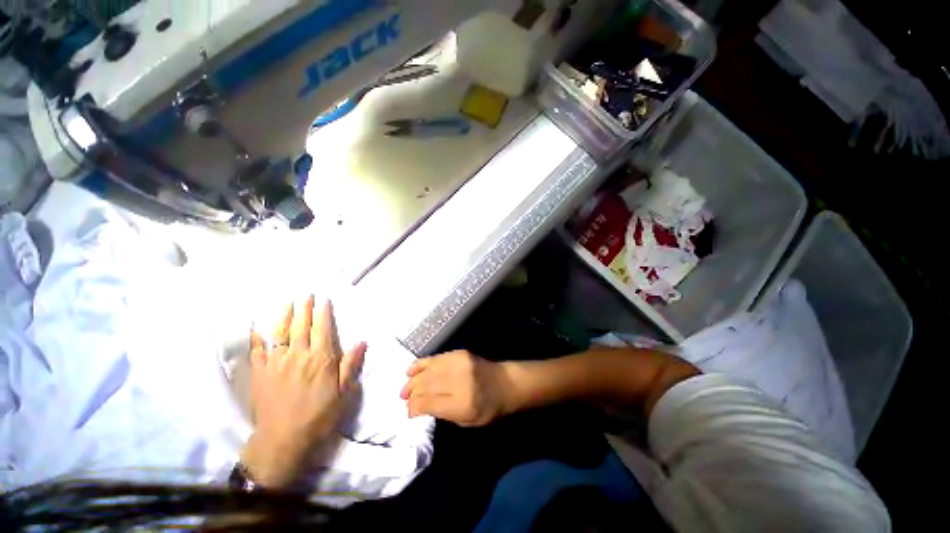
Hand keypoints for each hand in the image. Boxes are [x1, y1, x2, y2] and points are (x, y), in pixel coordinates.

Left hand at [241, 296, 365, 487]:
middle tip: (306, 295)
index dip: (324, 313)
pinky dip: (256, 338)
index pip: (323, 329)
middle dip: (305, 309)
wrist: (283, 440)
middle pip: (301, 327)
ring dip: (284, 317)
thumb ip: (350, 365)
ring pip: (280, 334)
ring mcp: (276, 363)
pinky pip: (256, 351)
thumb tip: (361, 342)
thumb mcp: (343, 393)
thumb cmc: (319, 416)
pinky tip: (256, 328)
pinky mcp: (260, 374)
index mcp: (321, 359)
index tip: (324, 300)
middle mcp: (298, 356)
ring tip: (288, 304)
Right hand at [400, 350, 513, 426]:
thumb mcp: (467, 421)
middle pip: (426, 385)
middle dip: (411, 393)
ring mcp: (460, 363)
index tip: (409, 413)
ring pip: (428, 370)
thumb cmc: (488, 408)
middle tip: (404, 399)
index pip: (428, 403)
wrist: (506, 383)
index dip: (413, 408)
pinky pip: (436, 358)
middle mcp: (459, 381)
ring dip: (413, 379)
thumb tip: (420, 406)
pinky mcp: (460, 353)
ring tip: (405, 388)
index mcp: (462, 403)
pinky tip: (411, 370)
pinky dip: (422, 364)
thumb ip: (443, 413)